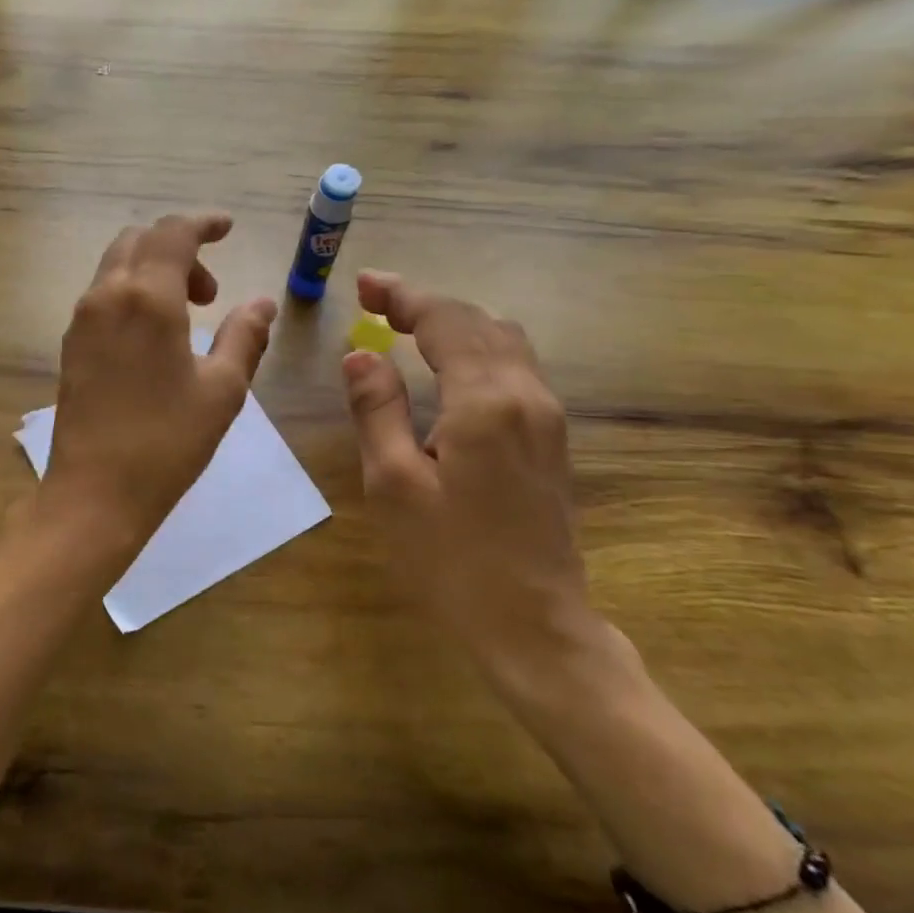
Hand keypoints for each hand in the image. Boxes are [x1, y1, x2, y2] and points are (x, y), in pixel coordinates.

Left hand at [38, 213, 276, 574]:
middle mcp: (106, 295)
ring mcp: (81, 320)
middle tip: (211, 294)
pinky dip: (133, 293)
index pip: (173, 232)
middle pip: (140, 241)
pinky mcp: (70, 345)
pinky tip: (155, 337)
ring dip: (154, 272)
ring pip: (117, 266)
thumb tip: (262, 303)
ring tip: (188, 318)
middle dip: (179, 250)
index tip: (227, 228)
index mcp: (146, 297)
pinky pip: (103, 295)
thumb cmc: (167, 442)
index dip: (203, 223)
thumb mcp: (222, 389)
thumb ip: (245, 336)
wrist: (94, 493)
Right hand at [341, 269, 603, 684]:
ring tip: (406, 327)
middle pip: (479, 322)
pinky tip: (447, 366)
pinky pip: (515, 368)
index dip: (403, 296)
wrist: (536, 627)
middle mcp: (527, 396)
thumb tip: (361, 354)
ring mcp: (548, 418)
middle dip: (426, 304)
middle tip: (376, 302)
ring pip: (504, 340)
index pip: (445, 322)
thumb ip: (377, 410)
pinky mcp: (551, 440)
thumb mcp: (393, 485)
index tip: (364, 285)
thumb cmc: (452, 561)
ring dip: (455, 323)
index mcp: (485, 402)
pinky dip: (476, 348)